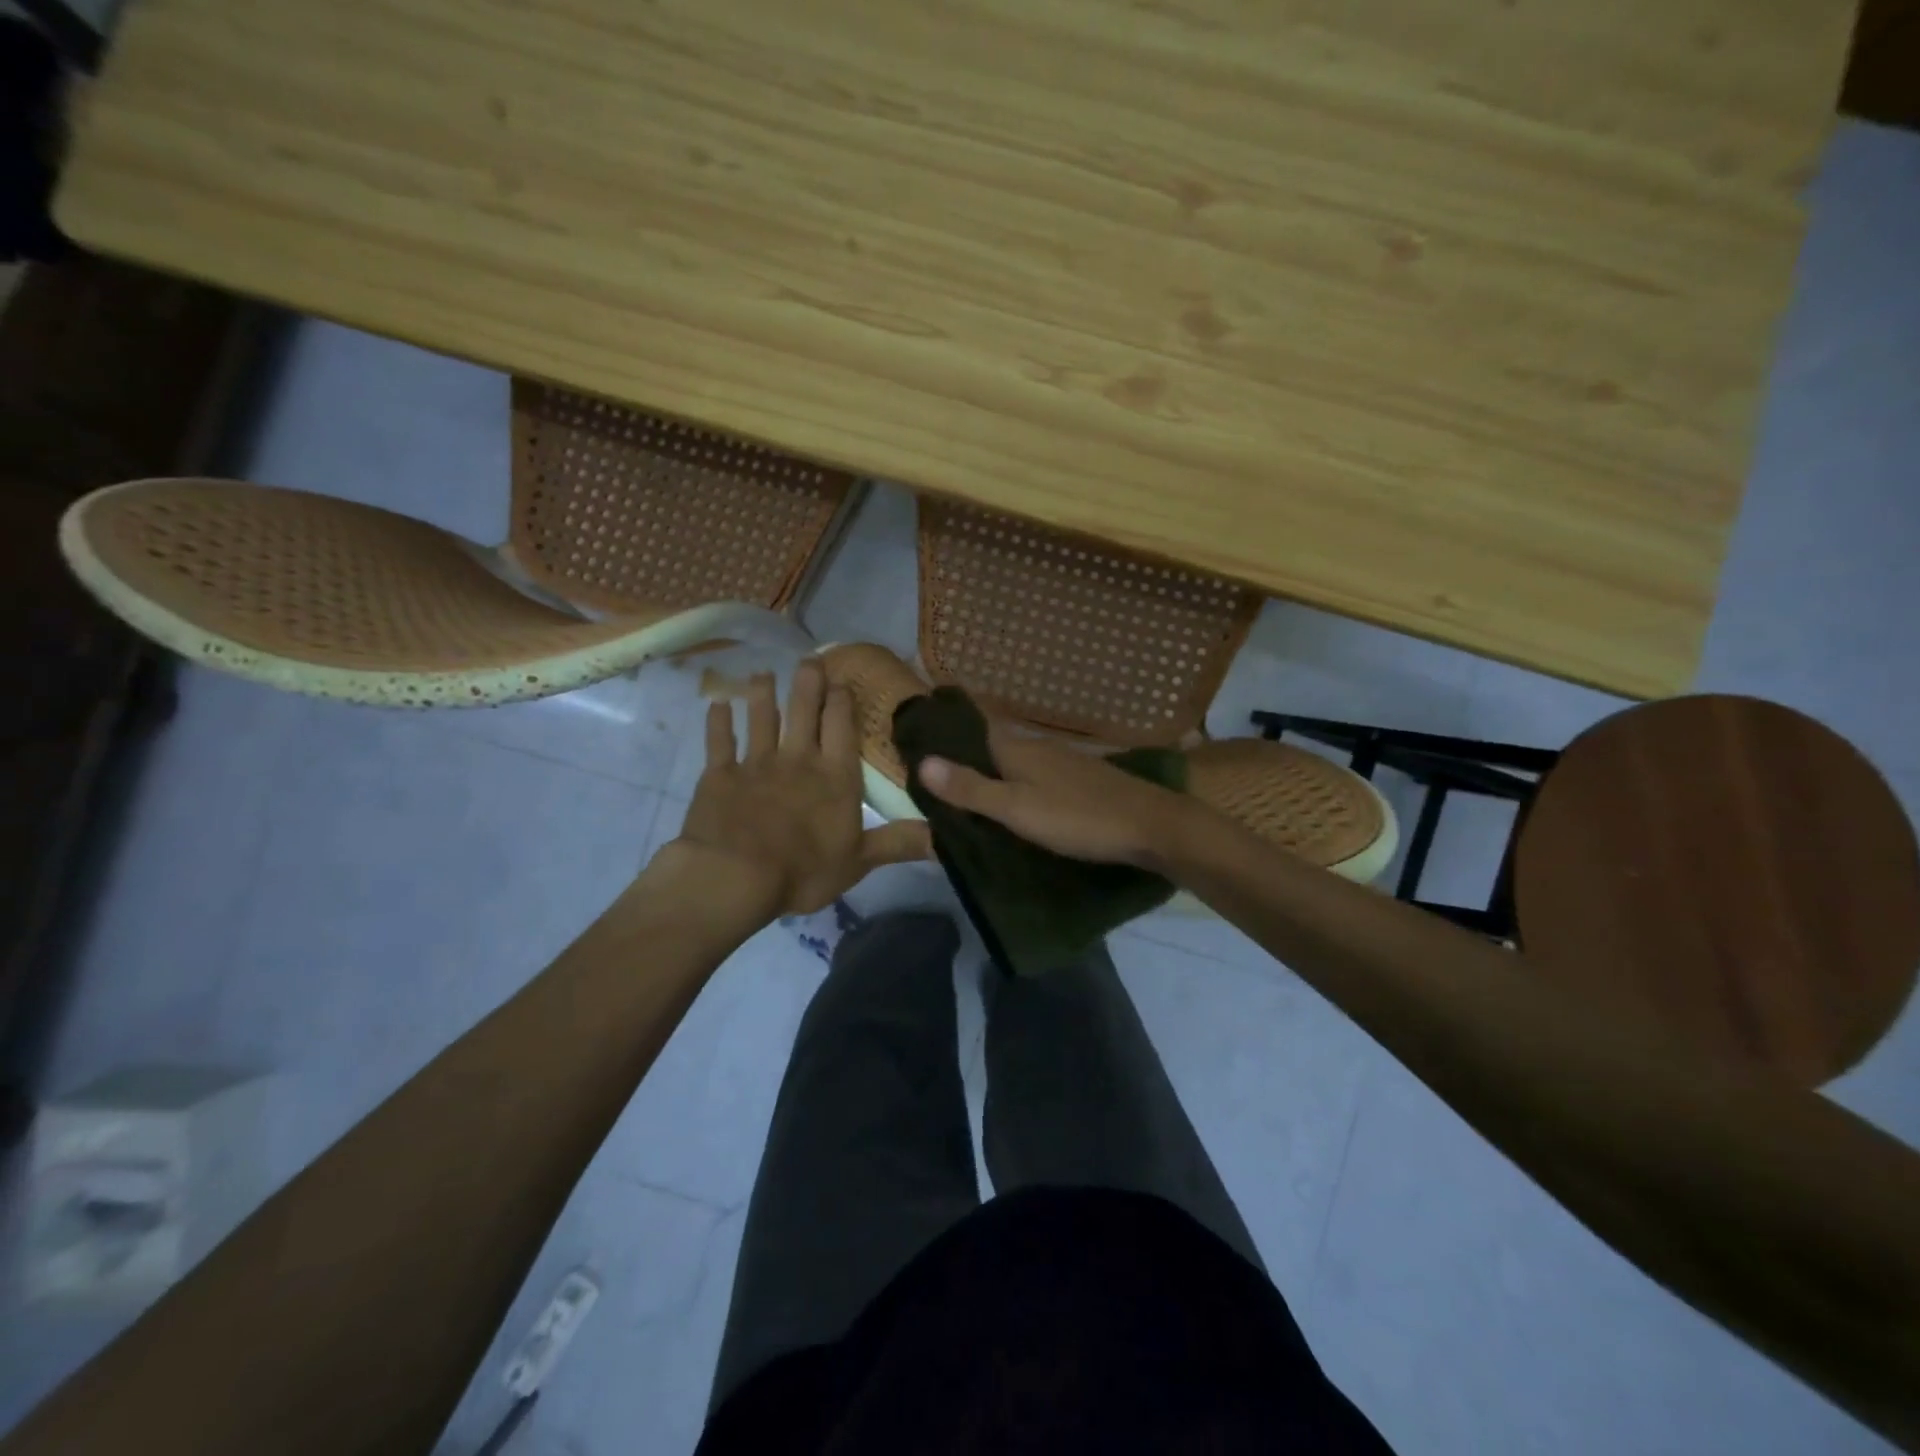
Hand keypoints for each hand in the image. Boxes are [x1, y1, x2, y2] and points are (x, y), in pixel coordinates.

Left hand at [669, 660, 931, 919]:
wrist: (736, 876)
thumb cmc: (804, 870)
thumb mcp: (860, 861)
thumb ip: (898, 843)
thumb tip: (944, 836)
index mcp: (835, 776)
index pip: (841, 727)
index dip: (841, 701)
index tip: (841, 681)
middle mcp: (798, 759)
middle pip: (803, 711)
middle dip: (807, 684)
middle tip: (808, 659)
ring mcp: (756, 764)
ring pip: (760, 719)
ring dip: (762, 695)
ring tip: (763, 674)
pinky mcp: (720, 775)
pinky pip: (719, 742)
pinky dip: (717, 722)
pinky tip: (716, 705)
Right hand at [917, 721, 1196, 869]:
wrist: (1151, 825)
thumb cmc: (1078, 818)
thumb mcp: (1016, 809)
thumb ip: (971, 789)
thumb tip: (922, 763)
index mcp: (1018, 750)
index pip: (974, 729)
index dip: (948, 732)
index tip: (921, 735)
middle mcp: (1039, 747)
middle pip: (995, 744)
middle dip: (969, 753)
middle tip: (938, 772)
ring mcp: (1066, 762)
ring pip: (1019, 760)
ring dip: (995, 769)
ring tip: (972, 789)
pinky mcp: (1084, 779)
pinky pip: (1039, 774)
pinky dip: (1021, 782)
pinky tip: (1021, 799)